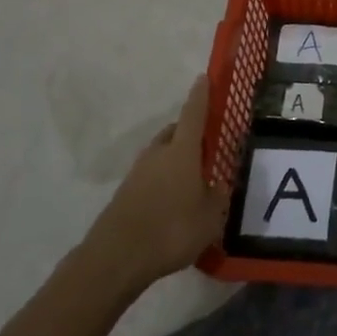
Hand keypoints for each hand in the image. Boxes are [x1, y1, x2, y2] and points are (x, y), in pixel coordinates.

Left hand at [83, 76, 230, 293]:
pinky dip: (164, 180)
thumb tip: (220, 184)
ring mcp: (138, 173)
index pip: (194, 113)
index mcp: (182, 151)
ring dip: (177, 158)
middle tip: (209, 144)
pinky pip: (151, 176)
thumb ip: (219, 196)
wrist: (116, 258)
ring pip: (162, 154)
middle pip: (176, 132)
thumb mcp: (211, 216)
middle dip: (191, 133)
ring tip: (194, 177)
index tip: (204, 77)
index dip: (201, 95)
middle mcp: (158, 154)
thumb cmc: (171, 229)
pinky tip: (174, 201)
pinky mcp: (125, 194)